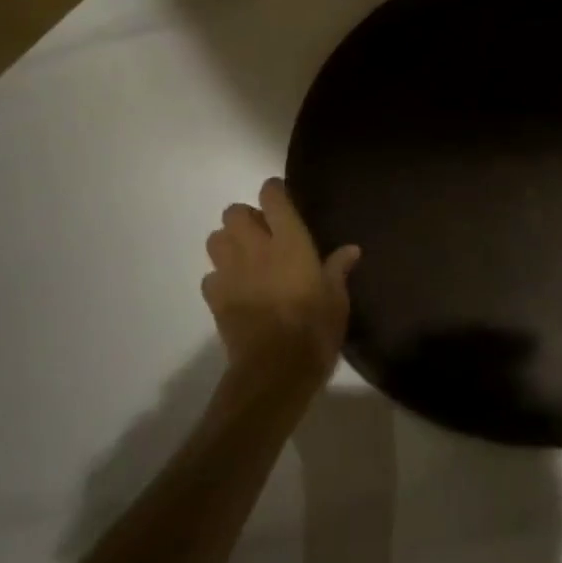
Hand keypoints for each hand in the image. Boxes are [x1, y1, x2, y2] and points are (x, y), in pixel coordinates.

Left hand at [203, 178, 359, 386]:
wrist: (275, 371)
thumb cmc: (314, 328)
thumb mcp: (337, 298)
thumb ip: (338, 269)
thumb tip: (351, 249)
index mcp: (289, 241)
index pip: (272, 197)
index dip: (274, 191)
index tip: (281, 198)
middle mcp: (255, 248)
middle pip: (234, 212)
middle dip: (245, 217)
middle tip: (263, 233)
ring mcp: (231, 272)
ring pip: (215, 239)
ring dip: (227, 242)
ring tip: (245, 257)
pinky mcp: (215, 298)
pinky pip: (210, 277)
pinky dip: (219, 278)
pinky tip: (235, 290)